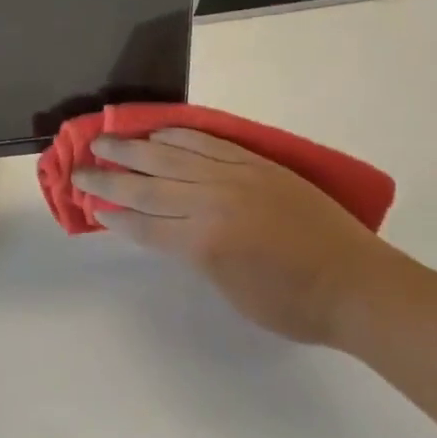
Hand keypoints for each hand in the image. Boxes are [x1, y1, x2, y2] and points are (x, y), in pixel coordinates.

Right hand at [73, 129, 401, 345]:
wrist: (356, 283)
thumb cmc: (293, 304)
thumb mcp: (231, 290)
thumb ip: (193, 255)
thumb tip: (164, 229)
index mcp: (205, 241)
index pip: (145, 223)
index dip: (114, 214)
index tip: (88, 204)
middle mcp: (212, 201)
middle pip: (147, 184)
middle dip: (109, 177)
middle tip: (79, 168)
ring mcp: (234, 175)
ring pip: (171, 155)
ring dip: (133, 148)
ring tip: (104, 141)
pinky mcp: (254, 162)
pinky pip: (207, 141)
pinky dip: (177, 135)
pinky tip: (157, 133)